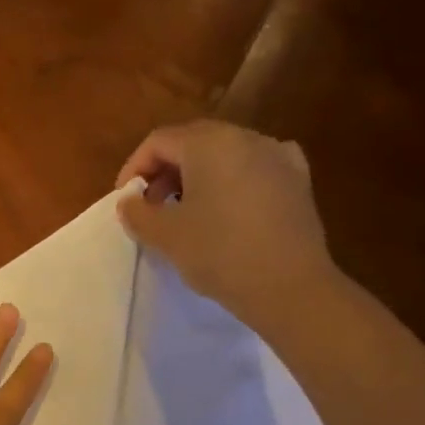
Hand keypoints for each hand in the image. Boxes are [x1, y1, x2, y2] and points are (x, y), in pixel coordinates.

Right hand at [116, 120, 332, 325]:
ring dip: (198, 177)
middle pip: (194, 142)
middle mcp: (246, 138)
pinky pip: (255, 170)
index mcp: (210, 142)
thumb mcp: (165, 236)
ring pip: (226, 155)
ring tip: (187, 212)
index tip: (126, 200)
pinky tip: (229, 208)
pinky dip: (234, 182)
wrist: (290, 287)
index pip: (159, 141)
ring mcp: (278, 156)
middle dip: (166, 171)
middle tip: (152, 205)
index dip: (135, 168)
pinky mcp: (299, 182)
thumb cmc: (220, 253)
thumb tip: (130, 202)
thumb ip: (138, 213)